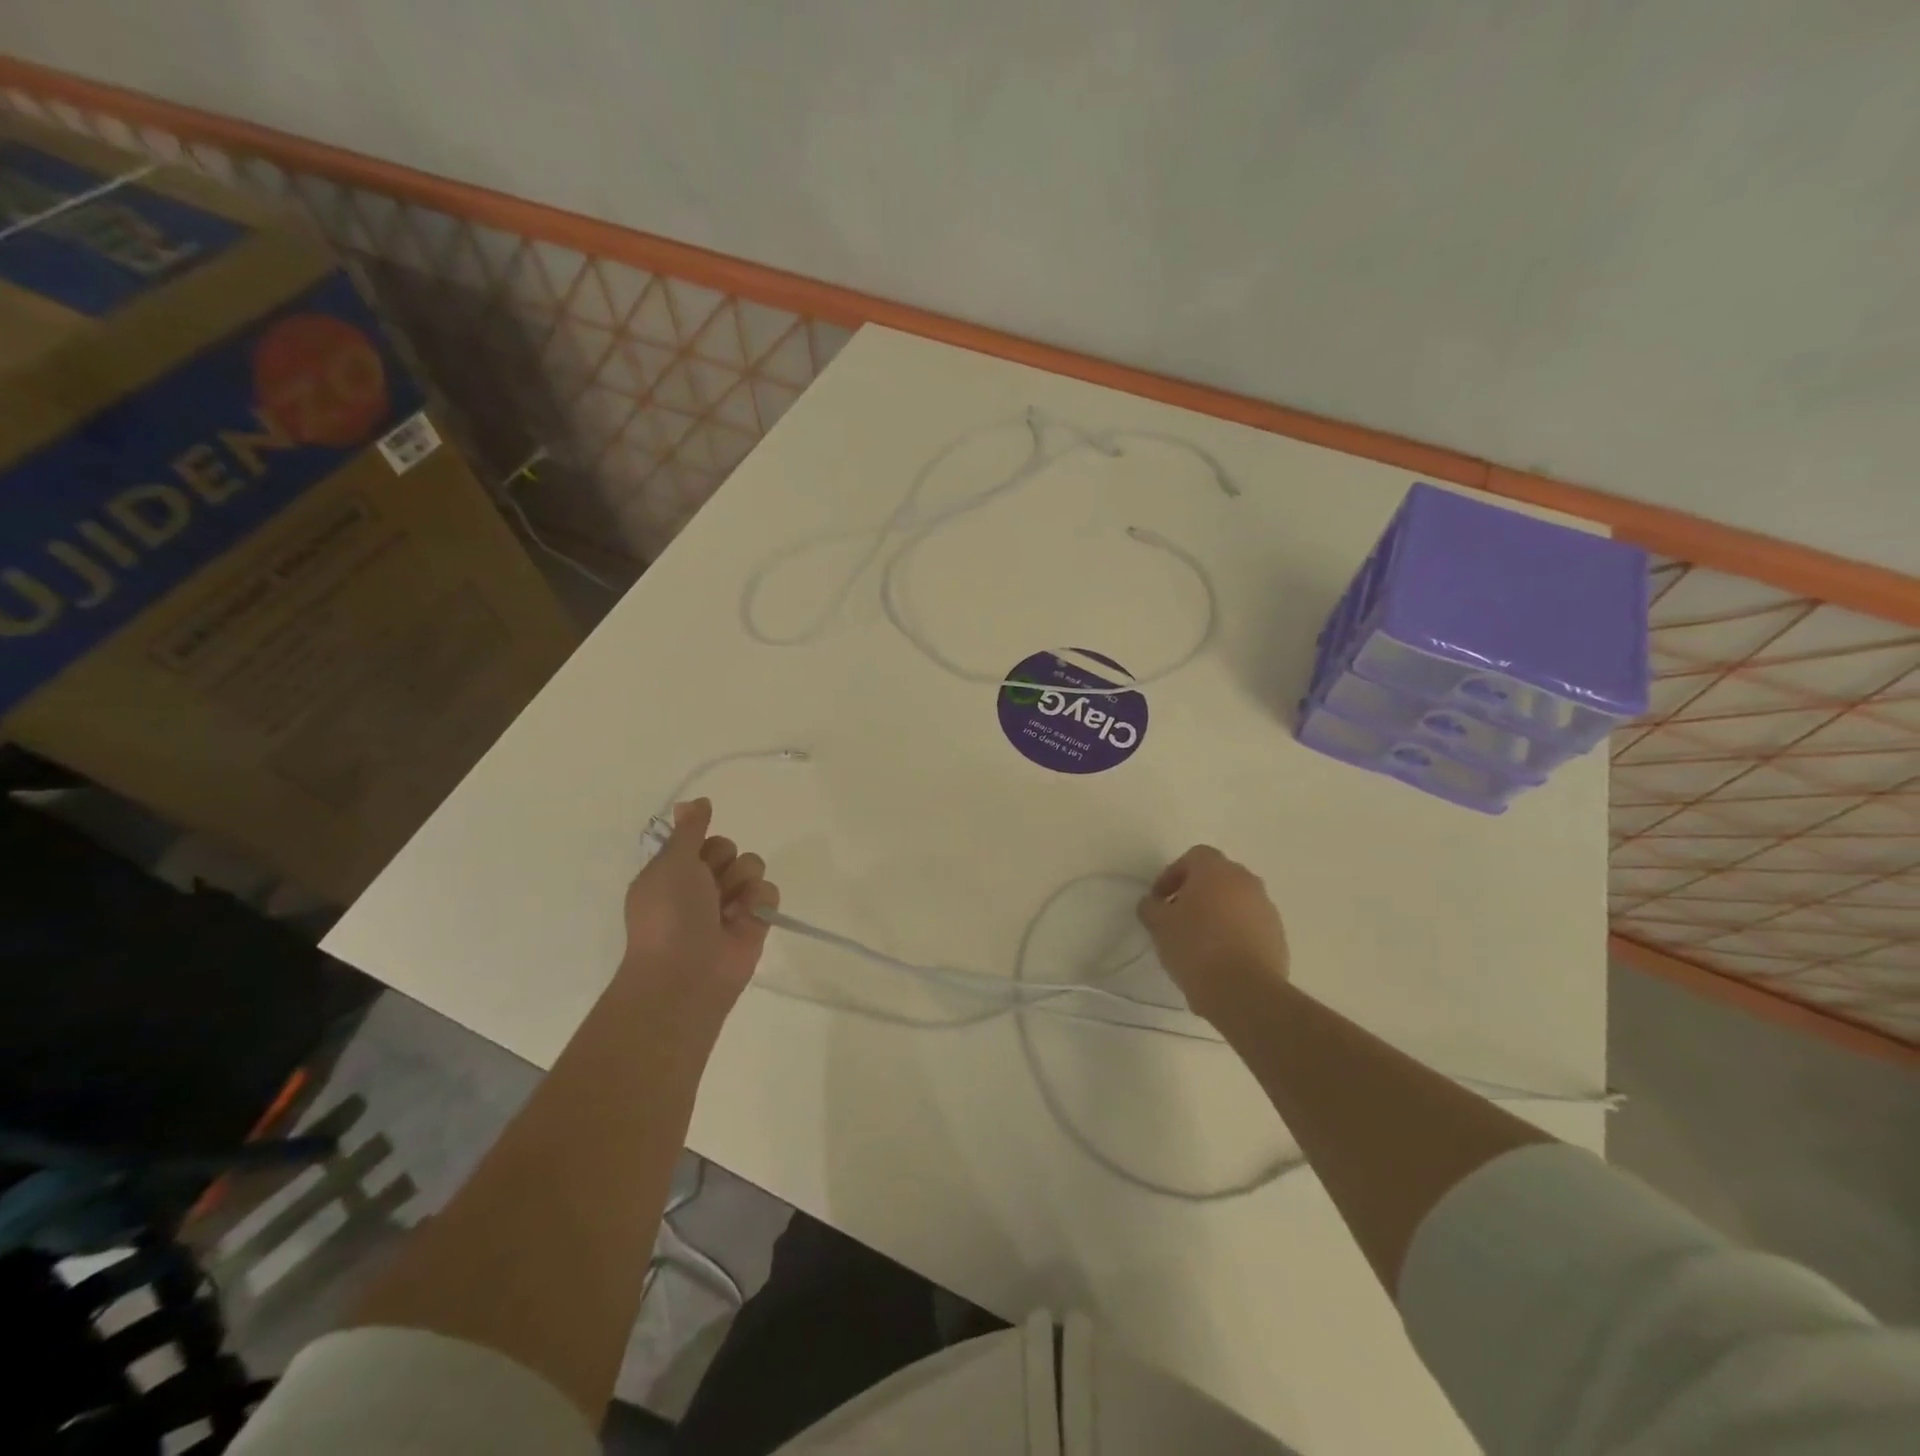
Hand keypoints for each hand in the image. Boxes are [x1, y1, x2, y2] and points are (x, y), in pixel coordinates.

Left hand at [619, 798, 778, 1021]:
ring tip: (727, 907)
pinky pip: (769, 891)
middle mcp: (702, 885)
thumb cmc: (670, 913)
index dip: (703, 841)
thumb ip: (689, 829)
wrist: (686, 973)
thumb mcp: (672, 862)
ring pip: (752, 866)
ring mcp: (730, 904)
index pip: (702, 837)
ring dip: (741, 882)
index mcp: (675, 871)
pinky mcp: (756, 921)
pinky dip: (758, 902)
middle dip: (724, 862)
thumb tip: (695, 800)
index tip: (696, 853)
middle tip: (709, 886)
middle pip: (730, 848)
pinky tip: (744, 919)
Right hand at [1136, 845, 1288, 1027]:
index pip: (1194, 856)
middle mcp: (1246, 882)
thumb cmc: (1195, 947)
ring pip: (1236, 902)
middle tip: (1178, 917)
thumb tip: (1153, 904)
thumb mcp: (1159, 925)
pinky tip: (1220, 959)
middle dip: (1197, 893)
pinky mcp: (1278, 937)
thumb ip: (1151, 907)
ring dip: (1218, 914)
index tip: (1161, 900)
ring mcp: (1266, 909)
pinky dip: (1235, 934)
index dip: (1173, 874)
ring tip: (1199, 942)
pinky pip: (1251, 926)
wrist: (1244, 992)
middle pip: (1218, 877)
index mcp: (1216, 871)